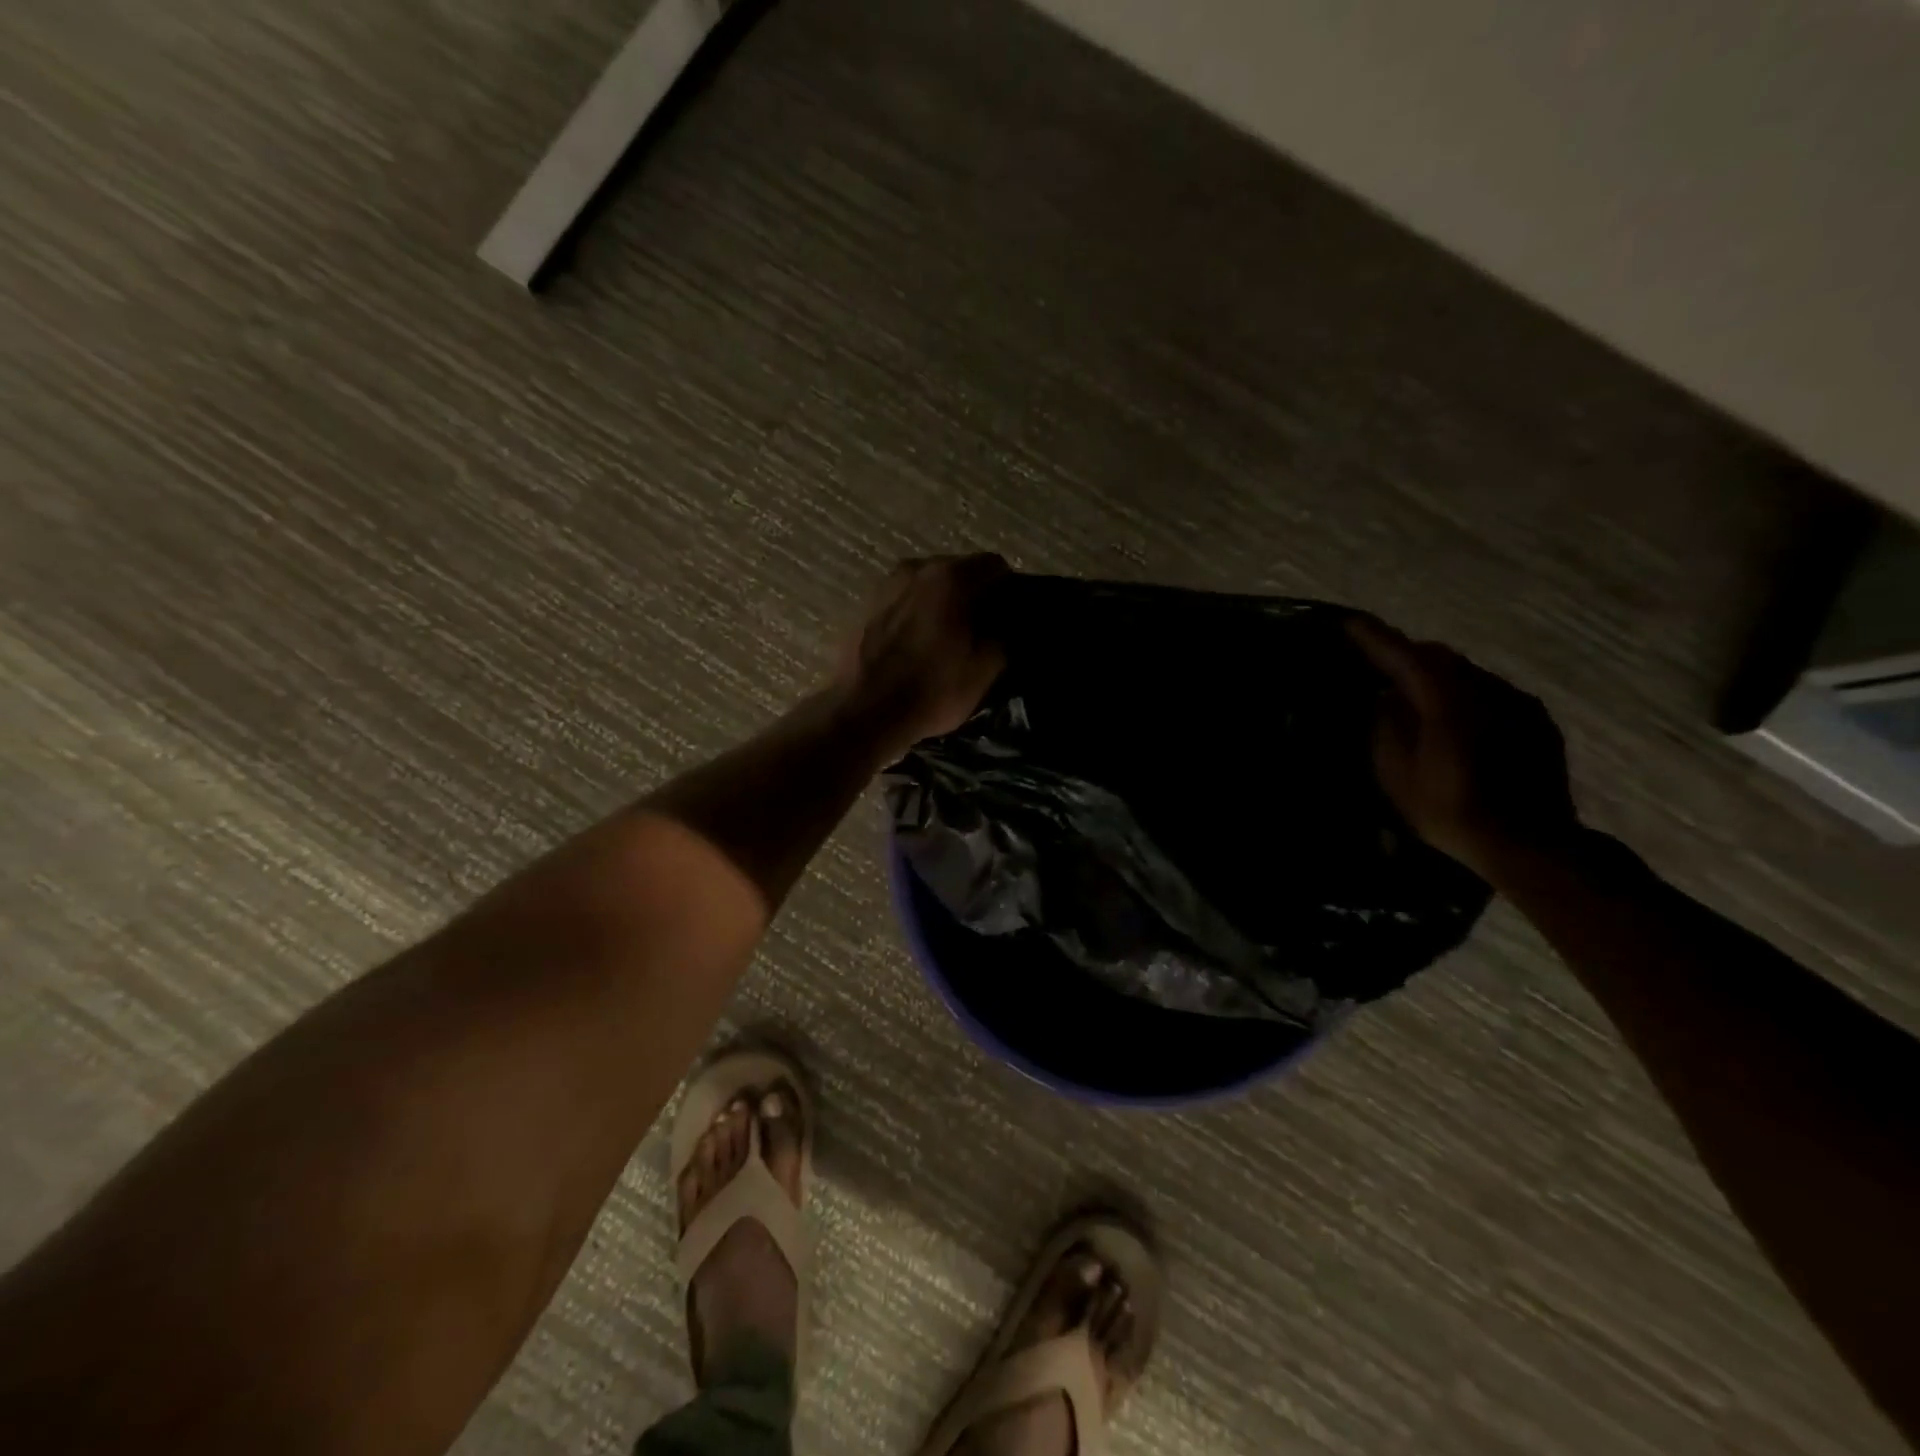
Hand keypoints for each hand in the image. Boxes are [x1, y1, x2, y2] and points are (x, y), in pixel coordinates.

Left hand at [834, 554, 1008, 760]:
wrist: (861, 713)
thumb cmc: (930, 691)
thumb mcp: (984, 671)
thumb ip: (1004, 637)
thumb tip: (1008, 625)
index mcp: (951, 577)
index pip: (995, 565)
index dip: (1008, 590)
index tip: (1010, 617)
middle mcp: (917, 568)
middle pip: (958, 570)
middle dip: (974, 593)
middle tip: (982, 629)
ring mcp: (886, 584)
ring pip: (928, 584)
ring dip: (942, 602)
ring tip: (947, 637)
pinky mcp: (865, 605)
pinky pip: (904, 600)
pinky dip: (916, 612)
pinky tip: (917, 643)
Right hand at [1348, 617, 1580, 881]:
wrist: (1530, 844)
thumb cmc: (1451, 811)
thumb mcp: (1397, 775)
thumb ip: (1387, 726)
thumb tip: (1386, 697)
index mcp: (1446, 701)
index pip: (1404, 656)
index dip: (1374, 638)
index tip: (1349, 622)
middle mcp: (1485, 689)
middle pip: (1439, 657)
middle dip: (1406, 654)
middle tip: (1378, 663)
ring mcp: (1516, 702)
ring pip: (1466, 673)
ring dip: (1437, 675)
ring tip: (1414, 694)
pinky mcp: (1536, 719)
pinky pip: (1490, 691)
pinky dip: (1464, 694)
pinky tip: (1455, 719)